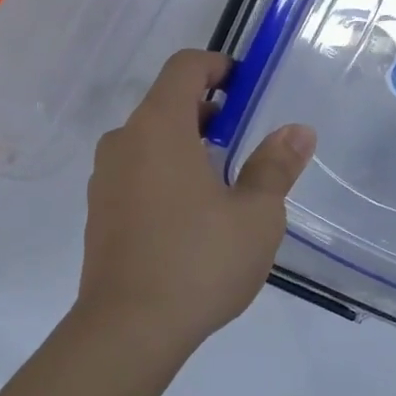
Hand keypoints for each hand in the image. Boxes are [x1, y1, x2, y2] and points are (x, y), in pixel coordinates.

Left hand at [77, 50, 315, 355]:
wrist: (127, 329)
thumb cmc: (198, 261)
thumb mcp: (255, 215)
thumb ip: (275, 166)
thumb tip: (297, 131)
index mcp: (158, 127)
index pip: (184, 66)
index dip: (218, 66)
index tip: (246, 88)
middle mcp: (123, 141)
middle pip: (166, 102)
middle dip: (207, 110)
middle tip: (243, 140)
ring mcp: (105, 177)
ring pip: (149, 140)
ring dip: (185, 144)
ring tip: (222, 183)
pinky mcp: (98, 210)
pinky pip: (135, 171)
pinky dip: (164, 172)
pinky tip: (190, 216)